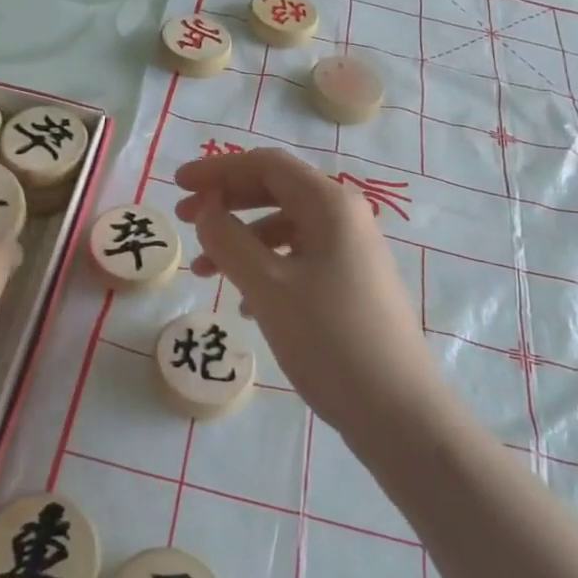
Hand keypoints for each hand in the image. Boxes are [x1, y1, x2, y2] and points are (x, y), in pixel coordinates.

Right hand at [174, 149, 437, 439]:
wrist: (398, 412)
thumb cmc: (329, 339)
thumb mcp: (267, 287)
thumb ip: (229, 240)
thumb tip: (207, 210)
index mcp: (330, 205)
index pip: (266, 165)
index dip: (218, 169)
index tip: (178, 185)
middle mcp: (345, 218)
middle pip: (276, 191)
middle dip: (226, 201)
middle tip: (183, 218)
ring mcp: (351, 253)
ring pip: (285, 229)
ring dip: (240, 241)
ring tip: (203, 271)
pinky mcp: (351, 285)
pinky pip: (299, 260)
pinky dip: (264, 269)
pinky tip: (243, 303)